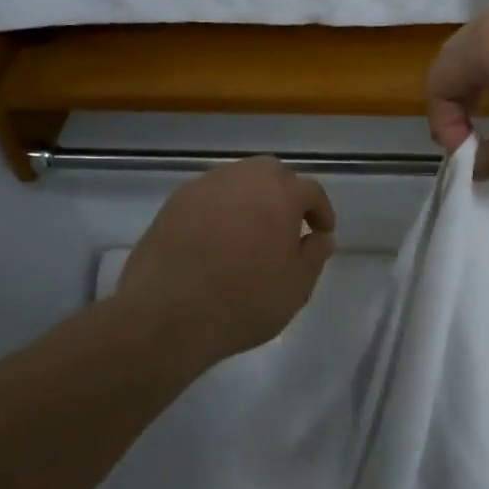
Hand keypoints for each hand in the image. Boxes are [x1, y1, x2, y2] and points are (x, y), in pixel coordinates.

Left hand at [117, 156, 336, 368]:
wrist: (167, 314)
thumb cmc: (243, 302)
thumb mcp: (296, 287)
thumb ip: (314, 255)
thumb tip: (319, 236)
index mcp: (280, 193)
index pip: (310, 191)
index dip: (320, 211)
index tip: (321, 232)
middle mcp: (242, 178)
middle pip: (271, 174)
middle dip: (284, 195)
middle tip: (285, 227)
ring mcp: (204, 187)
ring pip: (237, 181)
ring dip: (250, 199)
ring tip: (249, 232)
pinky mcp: (173, 203)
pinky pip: (208, 197)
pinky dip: (219, 209)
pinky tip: (216, 239)